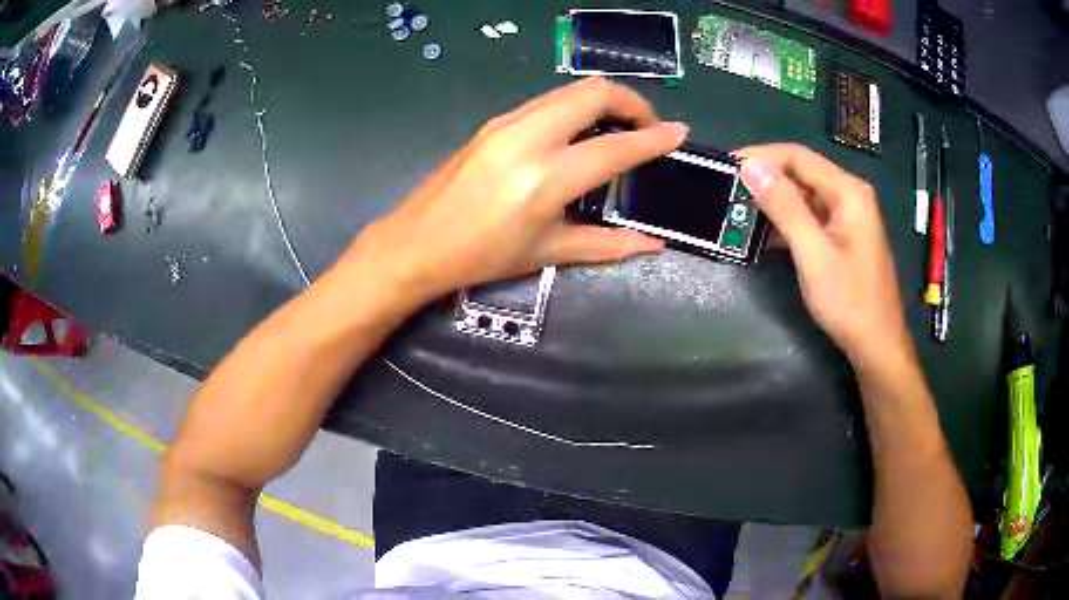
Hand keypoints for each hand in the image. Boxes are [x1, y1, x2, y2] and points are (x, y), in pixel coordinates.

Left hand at [347, 78, 685, 306]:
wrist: (415, 244)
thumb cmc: (481, 257)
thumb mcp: (547, 252)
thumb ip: (607, 244)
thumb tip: (654, 245)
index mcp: (545, 179)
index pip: (615, 147)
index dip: (654, 138)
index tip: (679, 133)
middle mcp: (528, 138)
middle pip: (594, 92)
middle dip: (632, 102)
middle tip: (646, 128)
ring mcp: (507, 123)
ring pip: (570, 90)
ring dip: (603, 101)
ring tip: (617, 128)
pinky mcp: (493, 122)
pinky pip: (547, 101)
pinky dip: (575, 107)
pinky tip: (578, 133)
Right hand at [737, 144, 910, 368]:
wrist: (877, 345)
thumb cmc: (850, 302)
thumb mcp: (814, 255)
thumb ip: (785, 207)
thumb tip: (751, 166)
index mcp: (848, 192)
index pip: (798, 156)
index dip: (761, 156)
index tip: (726, 167)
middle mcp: (849, 195)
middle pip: (802, 171)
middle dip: (765, 178)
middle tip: (728, 191)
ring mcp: (847, 215)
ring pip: (804, 194)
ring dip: (773, 200)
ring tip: (739, 210)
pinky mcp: (842, 234)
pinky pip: (810, 215)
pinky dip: (786, 220)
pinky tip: (763, 232)